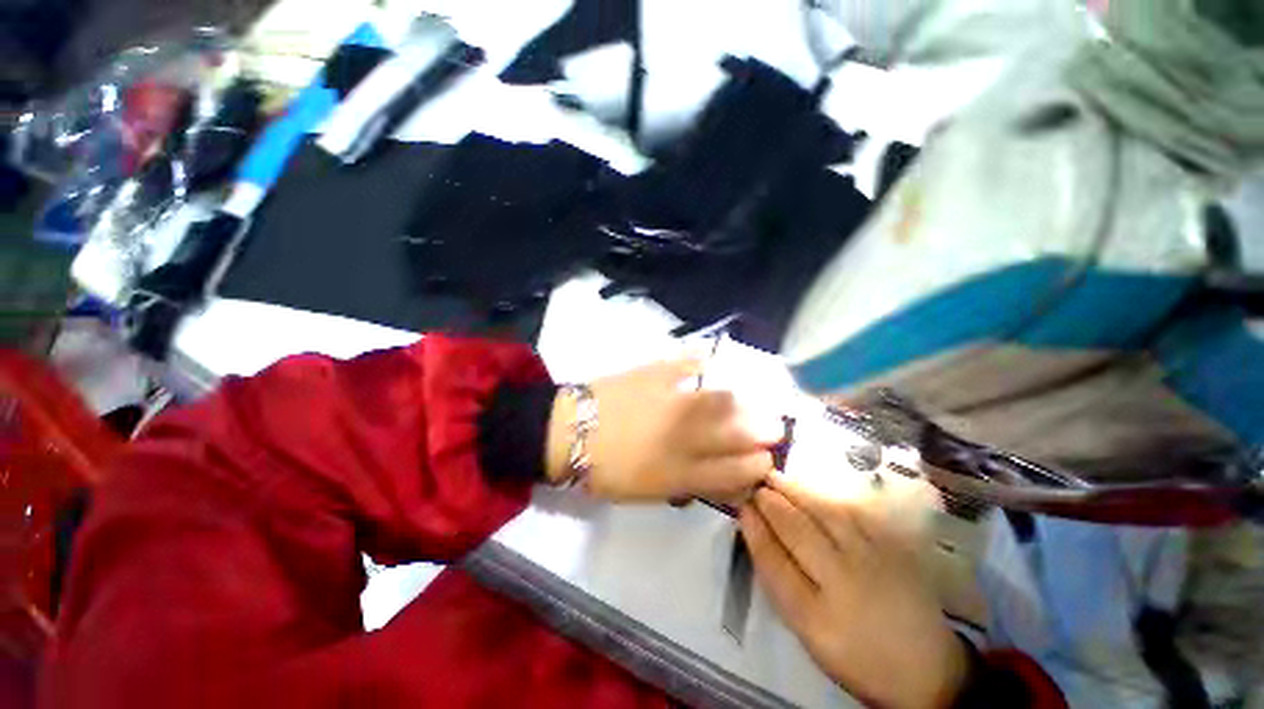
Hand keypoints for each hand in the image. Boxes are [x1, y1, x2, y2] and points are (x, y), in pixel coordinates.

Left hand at [546, 359, 777, 501]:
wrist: (566, 432)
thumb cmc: (605, 469)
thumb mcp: (648, 491)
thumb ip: (688, 484)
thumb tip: (723, 478)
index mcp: (676, 473)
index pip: (733, 473)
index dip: (757, 467)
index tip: (768, 460)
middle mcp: (680, 437)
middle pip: (735, 433)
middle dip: (764, 430)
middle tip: (776, 426)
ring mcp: (668, 401)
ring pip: (720, 400)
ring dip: (746, 401)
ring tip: (758, 399)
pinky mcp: (652, 374)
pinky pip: (685, 363)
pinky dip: (702, 360)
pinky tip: (712, 360)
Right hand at [739, 474, 967, 708]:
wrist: (926, 669)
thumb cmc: (856, 654)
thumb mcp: (808, 633)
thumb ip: (781, 584)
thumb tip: (758, 534)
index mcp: (816, 617)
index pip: (774, 562)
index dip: (755, 529)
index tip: (742, 506)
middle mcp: (844, 583)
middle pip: (797, 531)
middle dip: (771, 503)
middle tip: (755, 484)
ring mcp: (873, 560)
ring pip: (825, 513)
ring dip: (795, 491)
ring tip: (776, 476)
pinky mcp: (894, 547)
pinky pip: (855, 511)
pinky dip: (828, 494)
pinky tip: (813, 485)